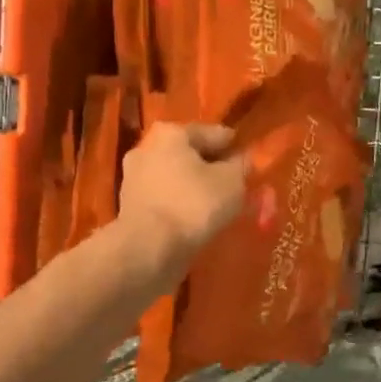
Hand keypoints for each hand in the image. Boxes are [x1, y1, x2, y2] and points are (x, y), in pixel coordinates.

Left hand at [117, 123, 247, 273]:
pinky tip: (196, 218)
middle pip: (190, 155)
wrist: (148, 248)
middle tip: (235, 183)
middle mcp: (146, 148)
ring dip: (195, 187)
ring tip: (218, 205)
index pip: (212, 133)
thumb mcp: (232, 182)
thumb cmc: (193, 204)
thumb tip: (243, 159)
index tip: (250, 158)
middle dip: (212, 167)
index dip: (234, 146)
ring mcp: (134, 178)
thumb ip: (241, 166)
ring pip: (176, 178)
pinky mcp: (130, 206)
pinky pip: (165, 199)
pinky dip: (181, 204)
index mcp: (171, 133)